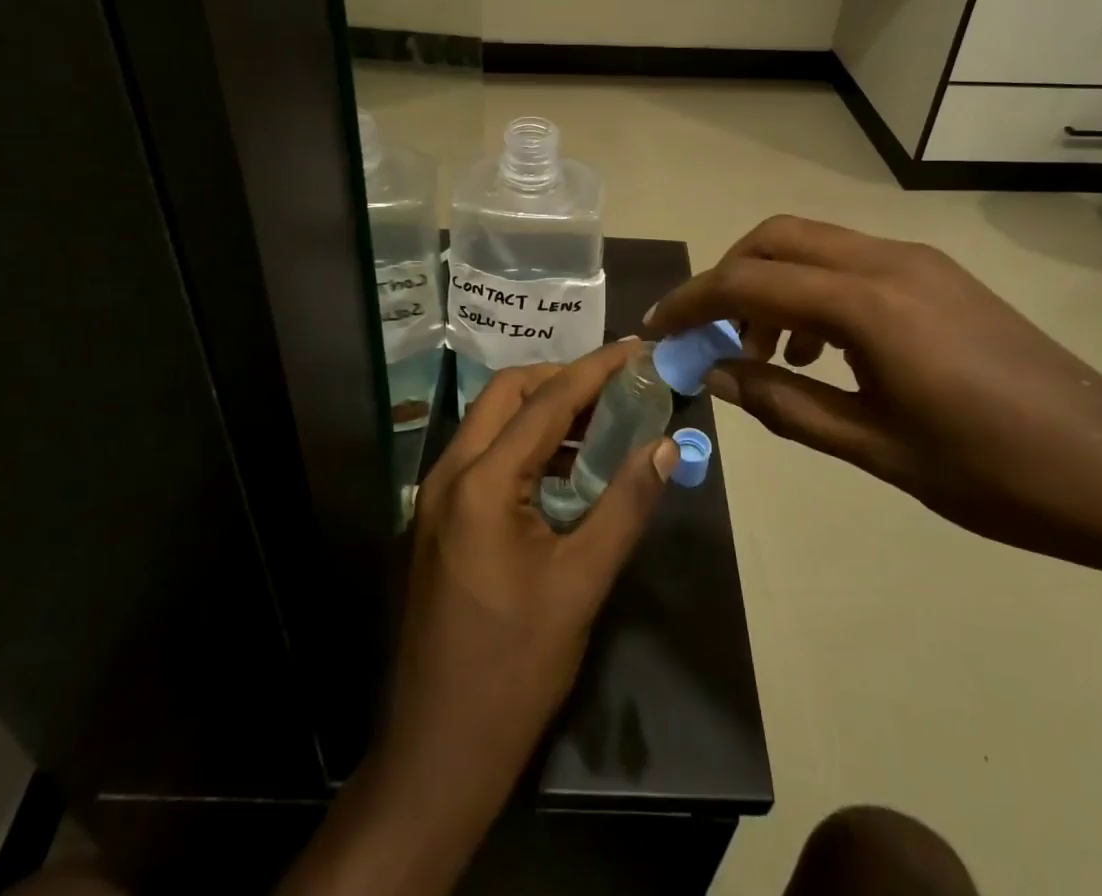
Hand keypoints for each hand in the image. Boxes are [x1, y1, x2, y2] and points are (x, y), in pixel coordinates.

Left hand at [376, 342, 679, 820]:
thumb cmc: (514, 668)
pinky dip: (525, 444)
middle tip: (617, 386)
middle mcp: (450, 473)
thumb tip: (664, 447)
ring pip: (491, 421)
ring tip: (601, 419)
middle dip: (562, 380)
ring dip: (543, 411)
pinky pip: (484, 455)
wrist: (438, 751)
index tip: (637, 349)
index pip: (546, 403)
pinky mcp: (440, 519)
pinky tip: (566, 467)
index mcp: (482, 482)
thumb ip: (625, 506)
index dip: (596, 371)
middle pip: (507, 395)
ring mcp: (437, 496)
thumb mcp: (581, 584)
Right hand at [645, 216, 1101, 573]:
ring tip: (768, 352)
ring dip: (772, 282)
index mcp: (867, 304)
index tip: (658, 330)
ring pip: (814, 244)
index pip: (748, 281)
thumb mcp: (875, 448)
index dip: (694, 302)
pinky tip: (824, 349)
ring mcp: (918, 261)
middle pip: (776, 237)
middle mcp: (887, 260)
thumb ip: (784, 403)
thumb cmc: (994, 473)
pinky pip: (852, 262)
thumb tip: (714, 375)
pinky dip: (814, 290)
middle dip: (727, 277)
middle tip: (709, 333)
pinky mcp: (939, 275)